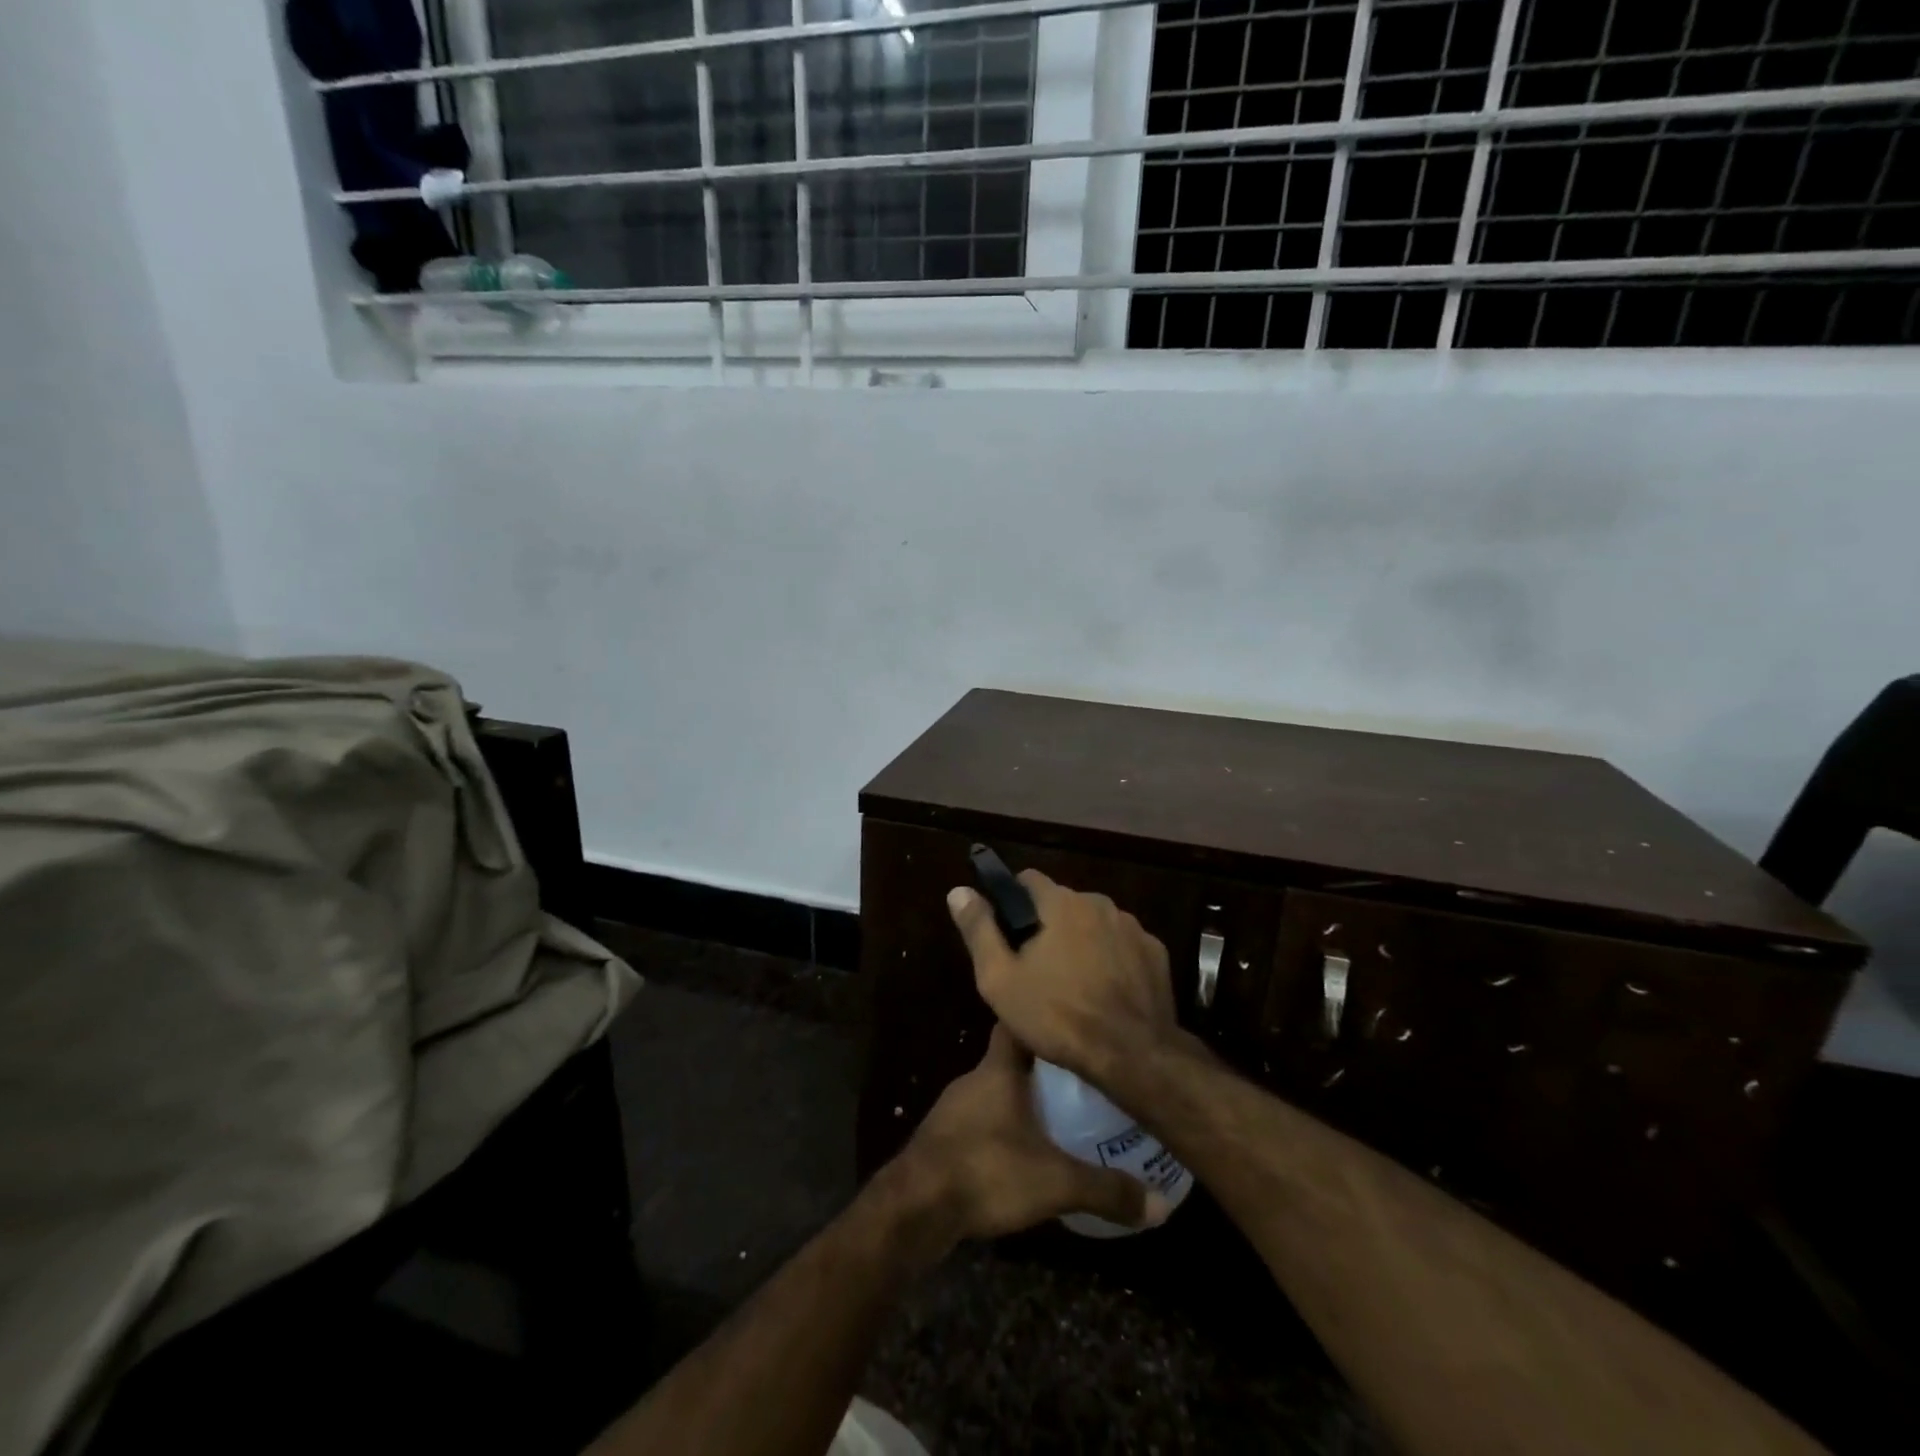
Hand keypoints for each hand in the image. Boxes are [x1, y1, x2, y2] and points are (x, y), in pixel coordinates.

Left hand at [892, 1024, 1170, 1242]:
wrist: (914, 1208)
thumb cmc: (986, 1171)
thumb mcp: (1055, 1183)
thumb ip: (1106, 1190)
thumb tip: (1161, 1204)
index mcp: (997, 1070)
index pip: (1016, 1024)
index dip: (1041, 1021)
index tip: (1070, 1026)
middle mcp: (973, 1079)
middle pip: (1010, 1060)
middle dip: (1042, 1068)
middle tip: (1079, 1080)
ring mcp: (953, 1108)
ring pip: (994, 1091)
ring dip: (1020, 1100)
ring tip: (1057, 1116)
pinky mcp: (942, 1138)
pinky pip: (979, 1120)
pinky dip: (1000, 1127)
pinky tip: (1019, 1152)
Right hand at [946, 871, 1178, 1088]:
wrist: (1132, 1055)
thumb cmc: (1057, 1016)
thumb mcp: (1000, 979)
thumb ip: (979, 929)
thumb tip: (958, 890)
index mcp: (1060, 903)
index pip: (1028, 879)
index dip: (1013, 901)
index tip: (1007, 932)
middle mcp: (1099, 903)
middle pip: (1063, 903)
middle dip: (1048, 926)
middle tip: (1037, 968)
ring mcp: (1132, 927)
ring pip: (1095, 924)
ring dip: (1082, 941)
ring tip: (1073, 984)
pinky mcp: (1156, 953)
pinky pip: (1123, 946)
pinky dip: (1113, 959)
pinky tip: (1106, 992)